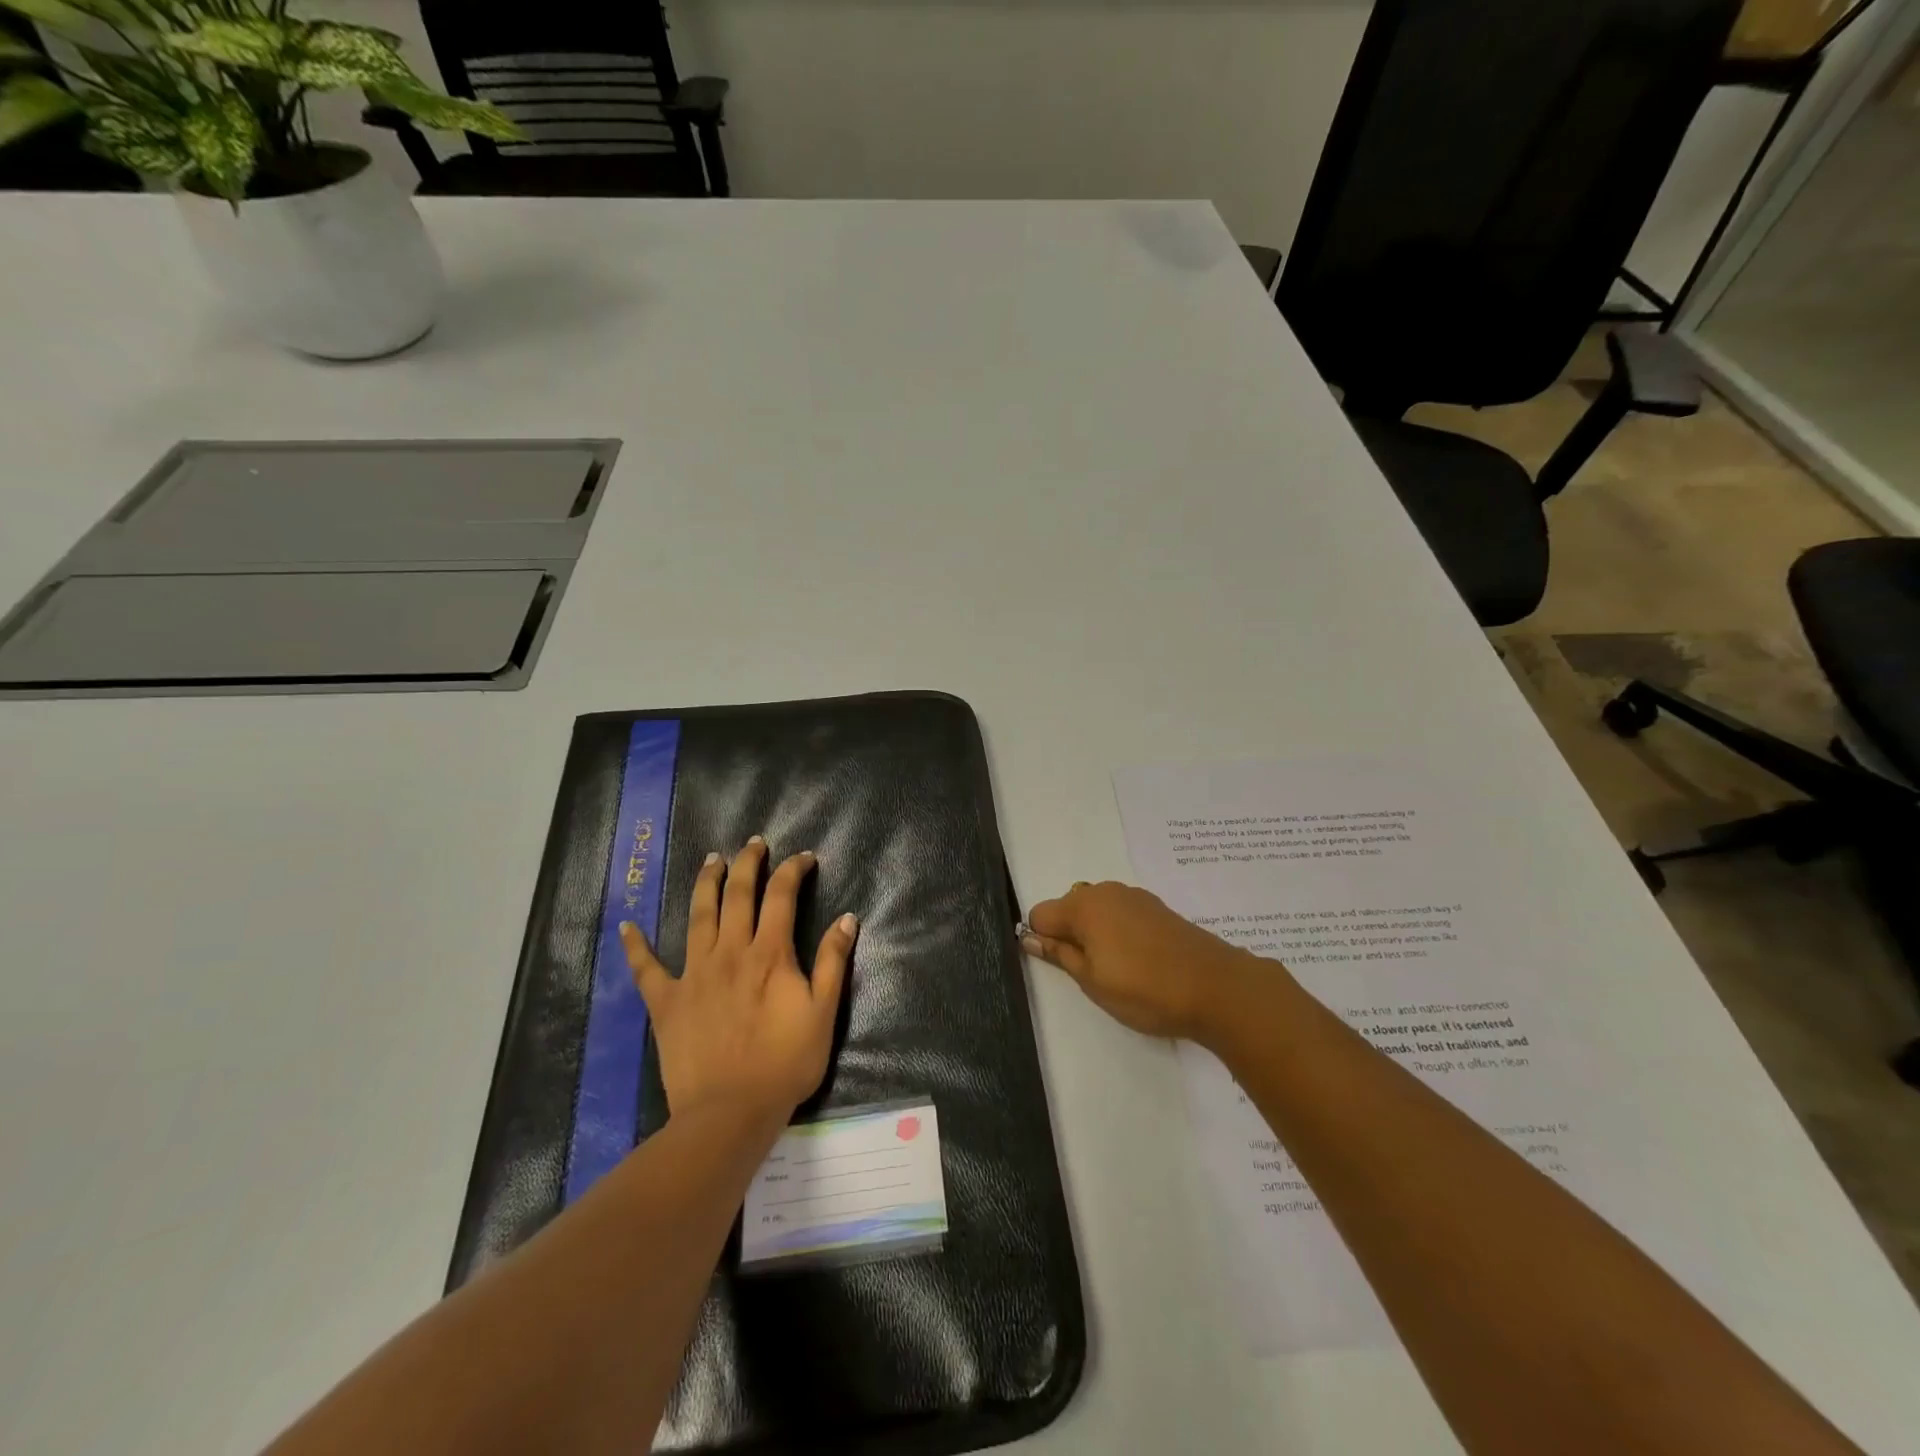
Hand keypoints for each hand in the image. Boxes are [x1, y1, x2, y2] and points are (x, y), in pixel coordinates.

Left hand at [621, 836, 856, 1123]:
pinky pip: (647, 968)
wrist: (730, 1113)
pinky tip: (627, 926)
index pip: (782, 895)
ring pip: (698, 915)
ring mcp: (694, 974)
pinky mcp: (667, 1001)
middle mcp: (730, 952)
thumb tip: (847, 918)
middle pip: (738, 894)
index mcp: (770, 954)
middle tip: (754, 843)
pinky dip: (636, 946)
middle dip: (747, 863)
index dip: (793, 870)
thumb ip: (833, 962)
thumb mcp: (824, 1013)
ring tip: (711, 860)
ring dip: (706, 883)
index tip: (804, 858)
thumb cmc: (784, 1064)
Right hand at [1023, 880, 1258, 1043]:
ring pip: (1096, 911)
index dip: (1042, 940)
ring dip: (1096, 935)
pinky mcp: (1157, 907)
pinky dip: (1119, 932)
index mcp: (1083, 906)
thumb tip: (1028, 936)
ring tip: (1118, 971)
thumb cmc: (1144, 989)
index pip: (1040, 914)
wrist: (1216, 987)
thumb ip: (1059, 954)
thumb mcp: (1092, 980)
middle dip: (1069, 936)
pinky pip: (1121, 914)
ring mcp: (1134, 896)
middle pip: (1068, 908)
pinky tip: (1140, 961)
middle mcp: (1105, 891)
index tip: (1060, 967)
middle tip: (1091, 974)